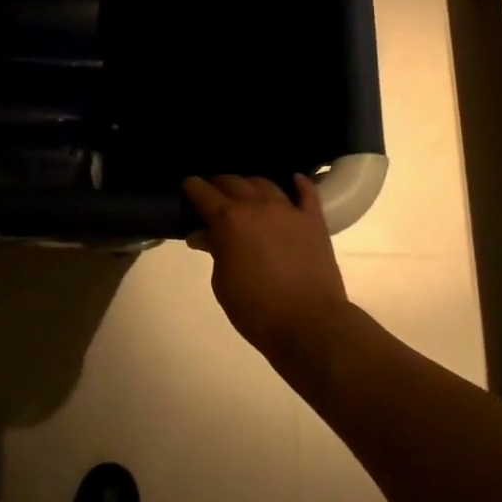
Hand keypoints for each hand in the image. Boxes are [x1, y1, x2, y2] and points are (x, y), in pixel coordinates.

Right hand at [183, 174, 350, 364]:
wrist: (308, 322)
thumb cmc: (255, 308)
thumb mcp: (222, 283)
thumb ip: (214, 251)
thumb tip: (203, 235)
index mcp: (229, 220)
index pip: (203, 193)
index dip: (192, 187)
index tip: (188, 186)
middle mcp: (257, 206)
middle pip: (233, 182)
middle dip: (219, 183)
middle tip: (213, 192)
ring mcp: (289, 210)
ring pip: (266, 183)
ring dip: (250, 183)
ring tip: (246, 190)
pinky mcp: (313, 220)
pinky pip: (307, 192)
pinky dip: (299, 183)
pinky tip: (294, 180)